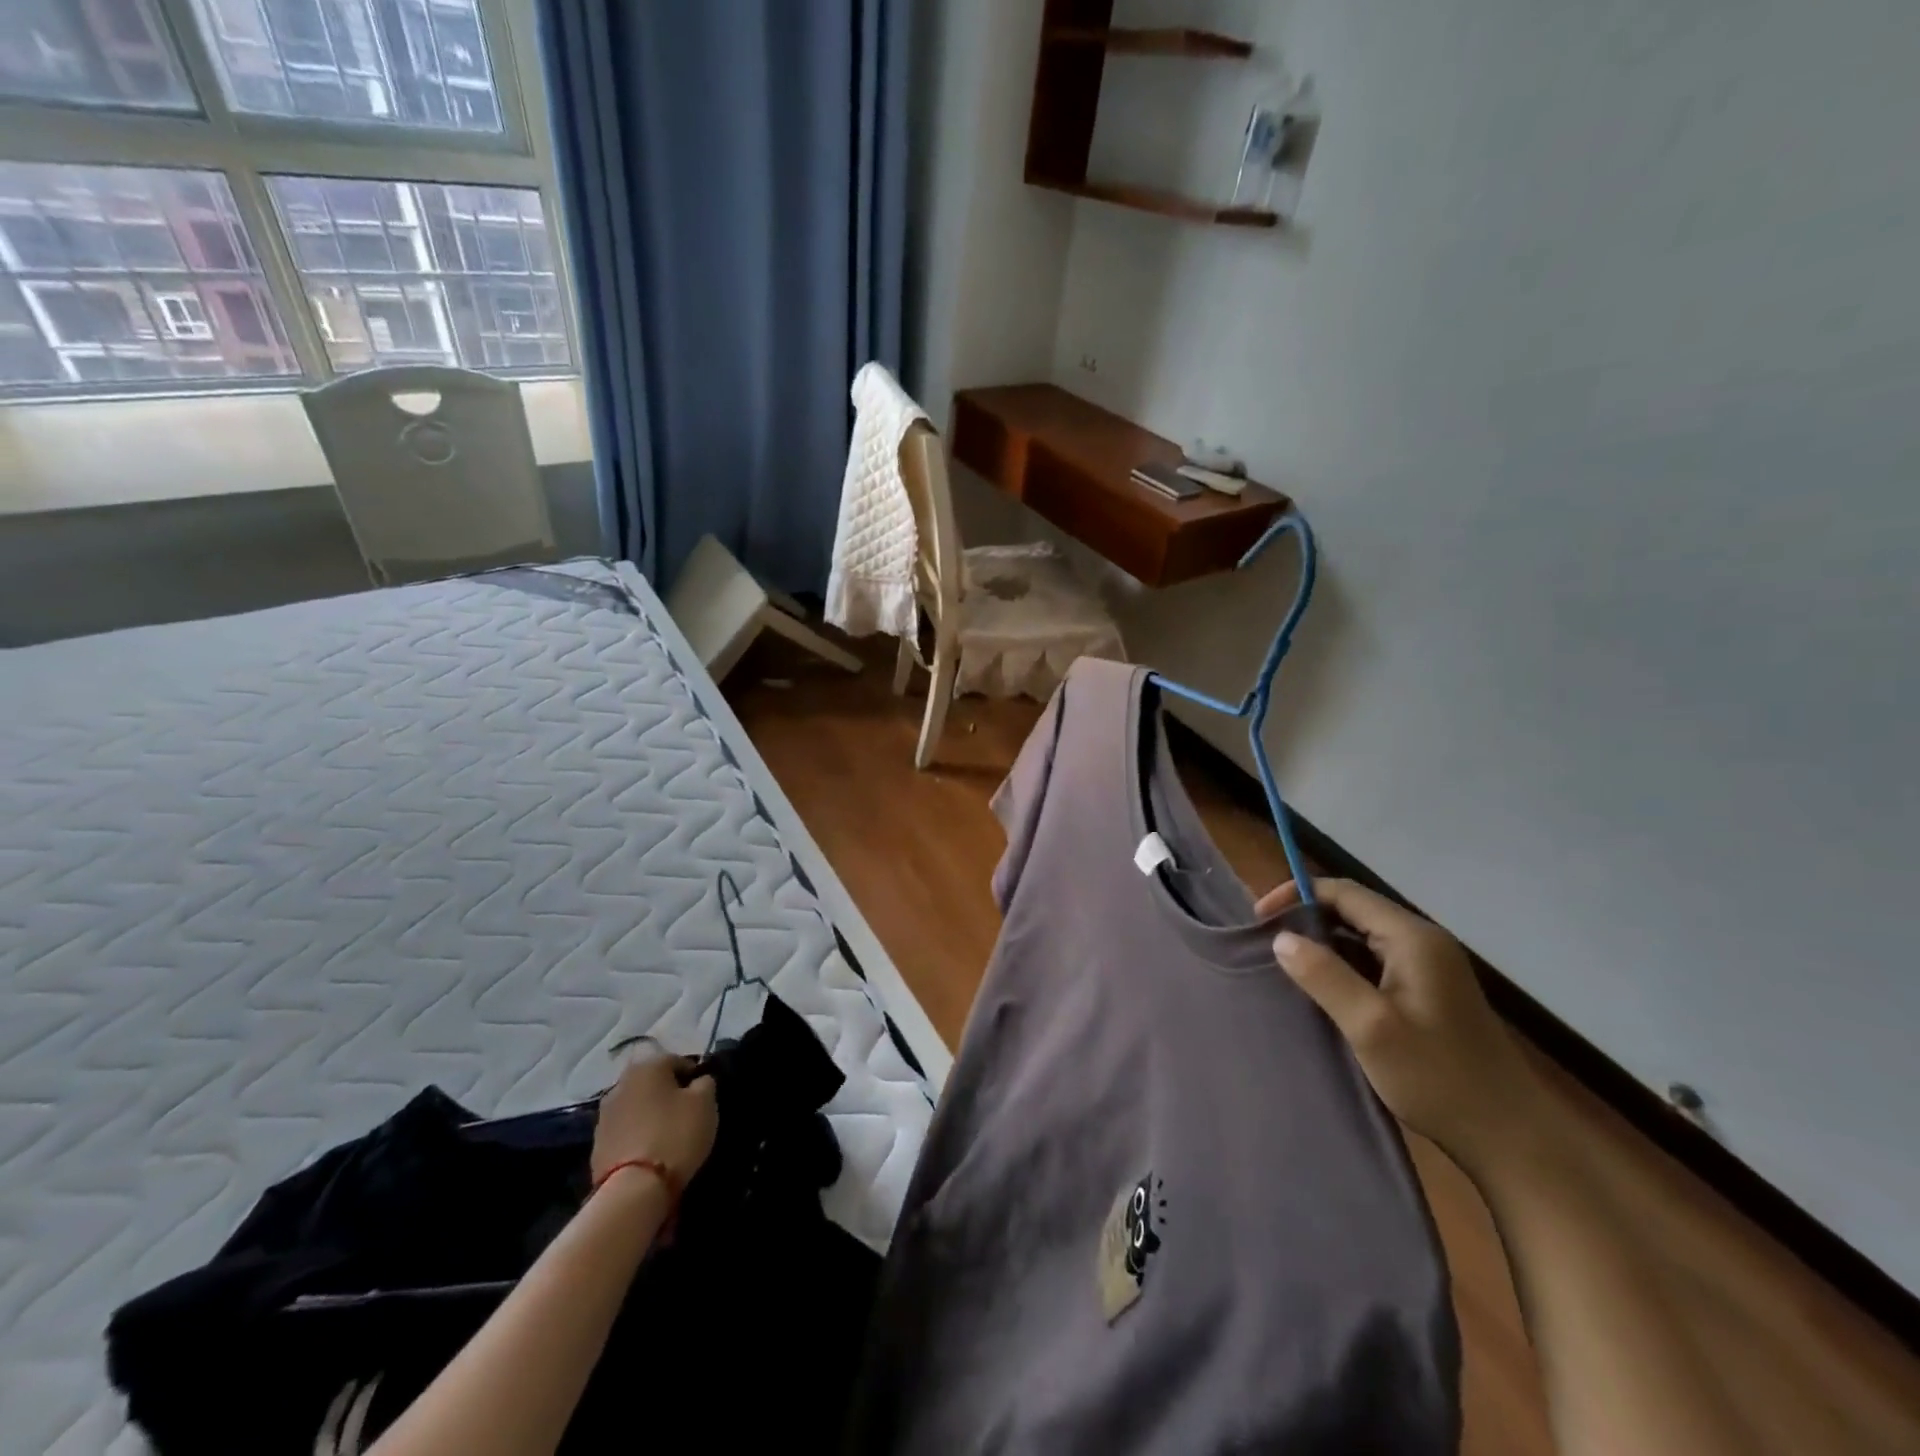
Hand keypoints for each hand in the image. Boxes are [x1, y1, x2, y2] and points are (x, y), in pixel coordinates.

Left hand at [591, 1054, 717, 1192]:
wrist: (632, 1189)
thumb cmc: (675, 1135)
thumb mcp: (705, 1103)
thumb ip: (705, 1083)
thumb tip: (698, 1081)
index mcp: (648, 1065)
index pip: (678, 1061)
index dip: (694, 1077)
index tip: (704, 1097)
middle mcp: (621, 1082)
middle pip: (653, 1083)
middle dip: (669, 1094)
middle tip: (687, 1114)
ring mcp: (604, 1114)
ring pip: (637, 1106)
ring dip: (651, 1114)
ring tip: (668, 1135)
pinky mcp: (596, 1144)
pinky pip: (625, 1130)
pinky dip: (637, 1134)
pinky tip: (650, 1150)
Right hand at [1260, 878, 1548, 1176]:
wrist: (1511, 1139)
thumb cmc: (1438, 1077)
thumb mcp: (1371, 1026)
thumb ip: (1324, 976)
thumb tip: (1281, 938)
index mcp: (1412, 938)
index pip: (1344, 892)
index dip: (1296, 896)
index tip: (1259, 920)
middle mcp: (1422, 943)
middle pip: (1353, 910)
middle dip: (1306, 919)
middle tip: (1267, 944)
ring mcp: (1428, 969)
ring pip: (1361, 938)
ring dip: (1322, 945)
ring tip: (1285, 966)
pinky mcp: (1427, 994)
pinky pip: (1373, 963)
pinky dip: (1342, 967)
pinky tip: (1321, 991)